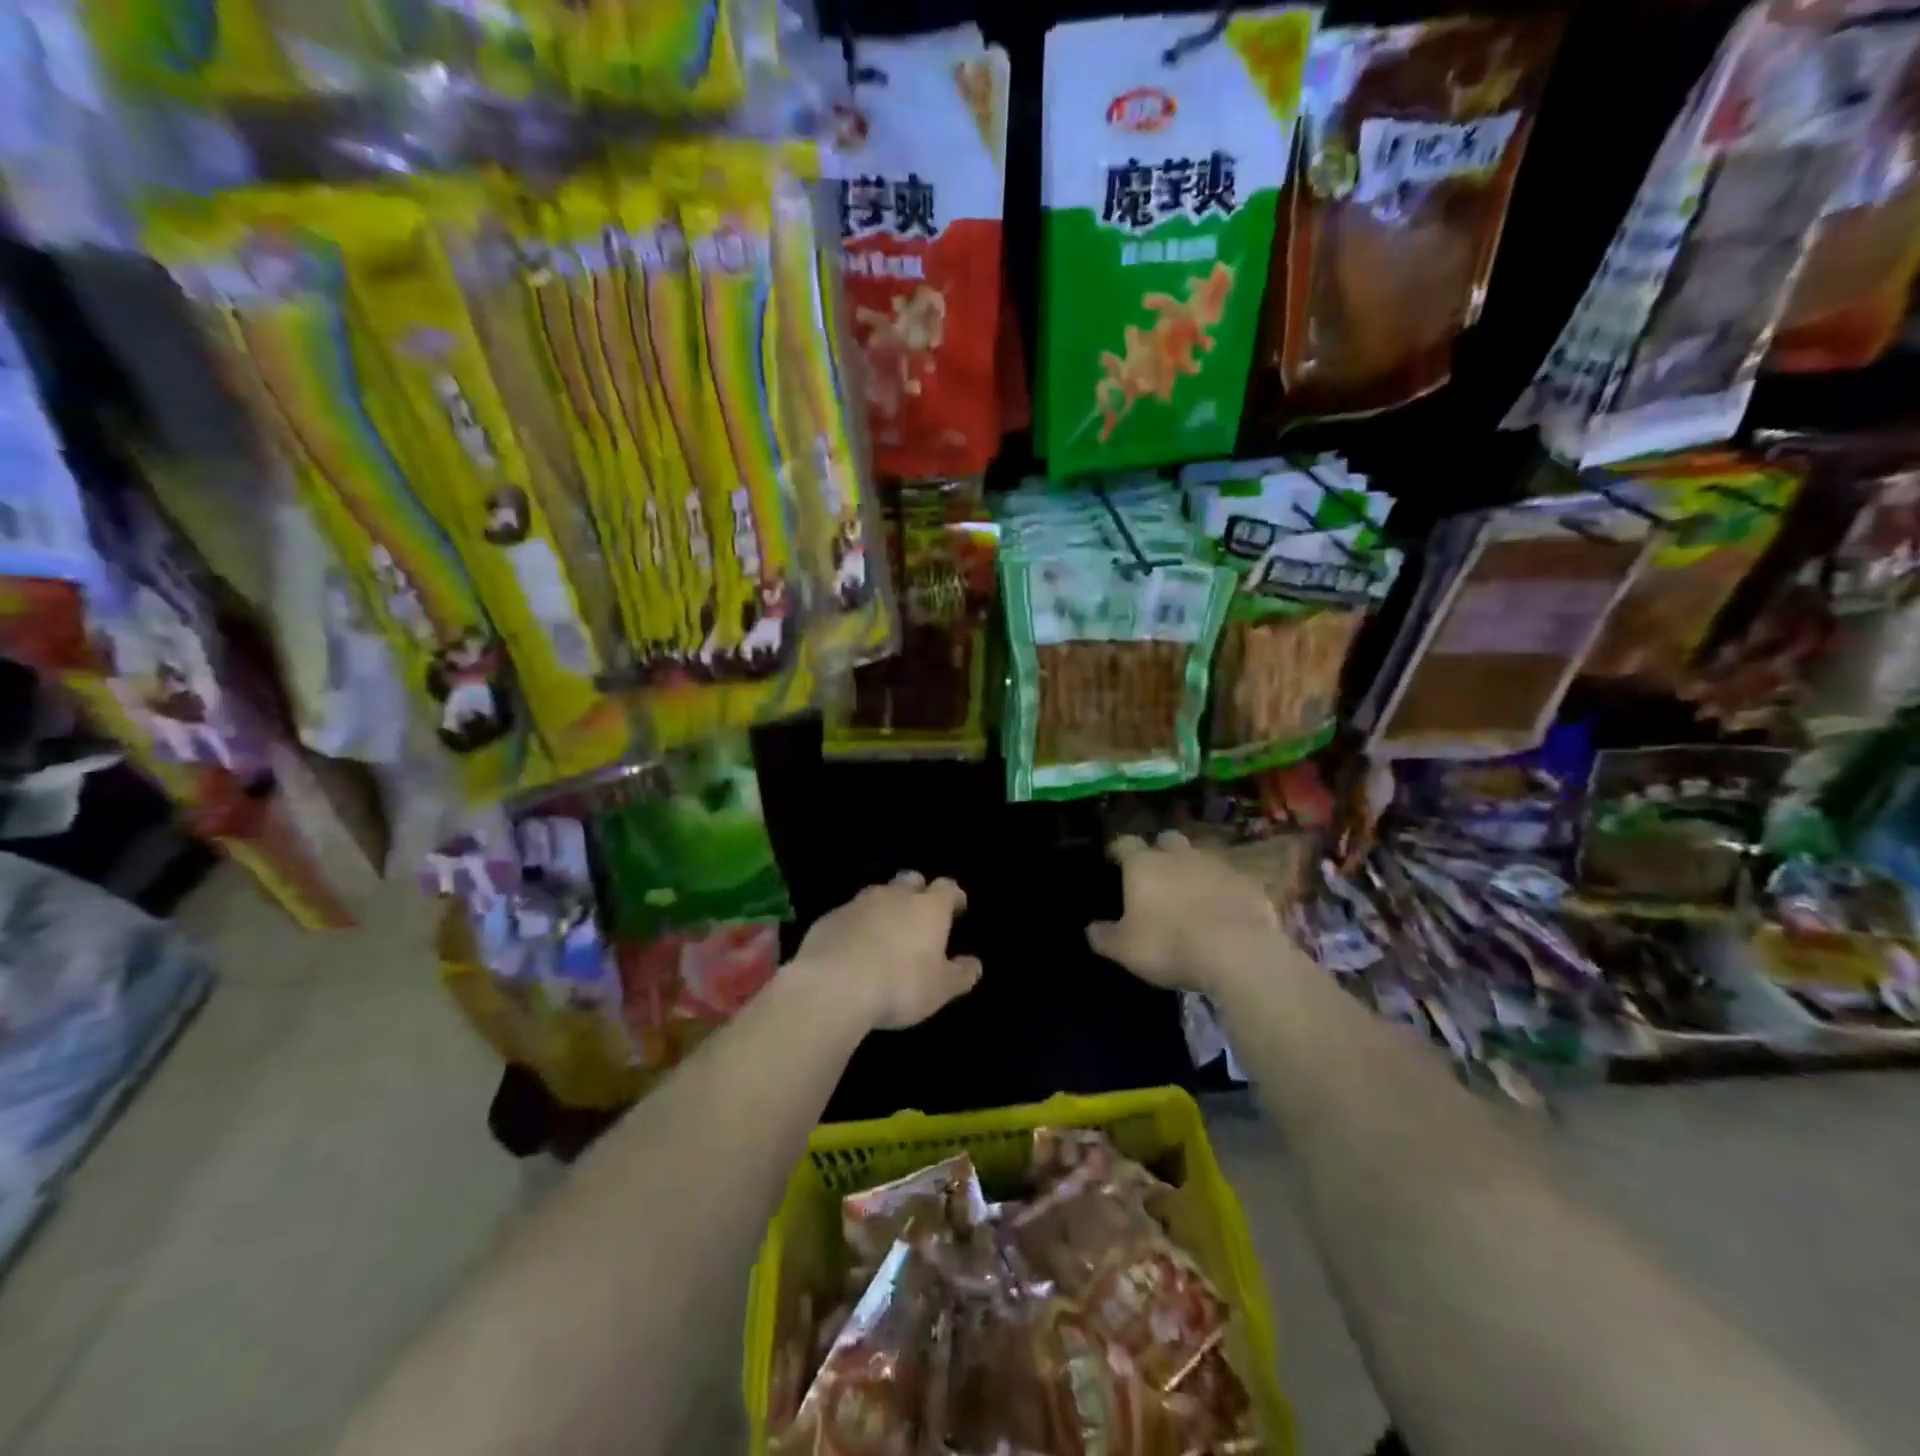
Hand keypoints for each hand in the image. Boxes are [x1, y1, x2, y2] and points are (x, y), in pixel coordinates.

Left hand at [792, 872, 981, 1029]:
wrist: (834, 985)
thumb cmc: (900, 985)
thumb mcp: (940, 989)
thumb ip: (961, 975)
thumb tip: (974, 964)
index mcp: (928, 908)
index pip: (947, 888)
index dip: (953, 897)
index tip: (956, 909)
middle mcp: (895, 896)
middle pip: (910, 880)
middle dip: (917, 891)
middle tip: (919, 915)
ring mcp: (858, 903)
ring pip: (877, 894)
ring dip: (884, 907)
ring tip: (885, 932)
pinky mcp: (830, 918)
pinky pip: (849, 914)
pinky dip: (856, 925)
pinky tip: (853, 947)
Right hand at [1087, 832, 1281, 998]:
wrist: (1239, 953)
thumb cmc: (1170, 945)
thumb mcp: (1125, 949)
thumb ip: (1104, 936)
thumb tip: (1091, 928)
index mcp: (1144, 864)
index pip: (1125, 843)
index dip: (1118, 849)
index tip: (1113, 859)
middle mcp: (1179, 855)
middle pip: (1166, 839)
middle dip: (1160, 850)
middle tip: (1156, 872)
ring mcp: (1218, 865)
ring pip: (1201, 856)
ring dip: (1194, 869)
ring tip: (1191, 894)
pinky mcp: (1249, 883)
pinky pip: (1231, 880)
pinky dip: (1224, 890)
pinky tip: (1224, 911)